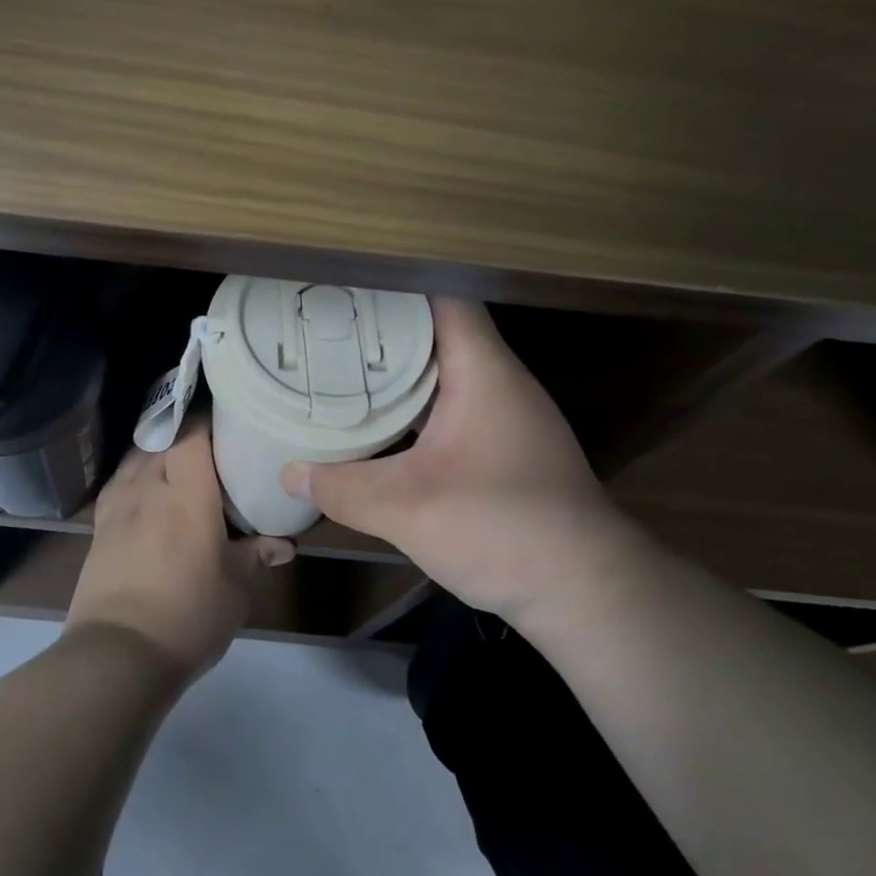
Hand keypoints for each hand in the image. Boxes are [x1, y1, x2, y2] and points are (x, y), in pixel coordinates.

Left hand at [68, 423, 292, 681]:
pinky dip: (135, 475)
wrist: (117, 654)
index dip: (207, 419)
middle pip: (162, 438)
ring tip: (178, 462)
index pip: (191, 433)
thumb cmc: (188, 615)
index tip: (226, 420)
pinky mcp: (99, 525)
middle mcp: (148, 486)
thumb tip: (284, 544)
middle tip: (211, 444)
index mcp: (186, 493)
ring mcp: (118, 504)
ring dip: (157, 451)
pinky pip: (119, 481)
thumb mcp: (235, 588)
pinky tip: (146, 490)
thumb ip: (256, 556)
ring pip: (137, 456)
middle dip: (184, 433)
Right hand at [281, 298, 628, 626]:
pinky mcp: (503, 446)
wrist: (586, 591)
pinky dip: (414, 404)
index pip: (440, 295)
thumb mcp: (407, 509)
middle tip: (322, 324)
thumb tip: (289, 473)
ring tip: (339, 363)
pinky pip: (449, 404)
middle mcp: (498, 380)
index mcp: (482, 369)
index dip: (392, 284)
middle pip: (437, 329)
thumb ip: (343, 488)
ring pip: (443, 370)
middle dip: (382, 325)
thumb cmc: (503, 529)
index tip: (340, 284)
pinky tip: (380, 420)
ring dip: (397, 368)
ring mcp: (505, 413)